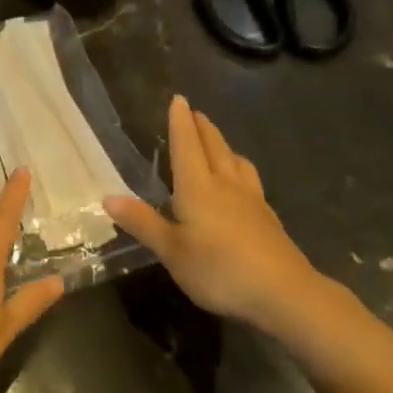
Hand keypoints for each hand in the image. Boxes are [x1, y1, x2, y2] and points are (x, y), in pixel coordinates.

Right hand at [105, 95, 329, 332]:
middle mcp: (225, 184)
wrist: (283, 292)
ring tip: (217, 141)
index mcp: (198, 187)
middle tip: (194, 112)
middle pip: (214, 146)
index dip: (180, 122)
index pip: (187, 145)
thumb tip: (108, 197)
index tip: (178, 99)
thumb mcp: (172, 251)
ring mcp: (251, 199)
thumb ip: (143, 222)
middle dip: (202, 127)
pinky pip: (250, 179)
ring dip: (223, 144)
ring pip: (235, 161)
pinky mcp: (267, 216)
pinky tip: (242, 181)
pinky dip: (240, 168)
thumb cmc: (219, 270)